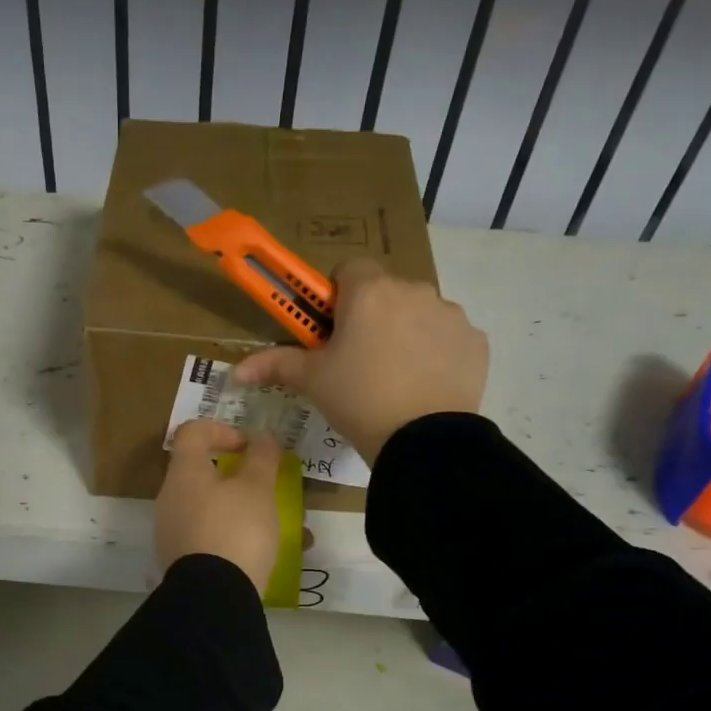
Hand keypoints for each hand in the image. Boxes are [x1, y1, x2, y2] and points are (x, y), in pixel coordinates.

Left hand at [155, 420, 284, 595]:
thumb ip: (262, 458)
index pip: (193, 433)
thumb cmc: (236, 530)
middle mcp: (171, 499)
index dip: (222, 430)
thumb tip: (262, 436)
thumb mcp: (258, 489)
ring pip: (212, 509)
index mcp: (184, 474)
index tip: (249, 447)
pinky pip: (212, 538)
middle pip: (203, 474)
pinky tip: (270, 554)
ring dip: (246, 511)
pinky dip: (238, 537)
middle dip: (241, 478)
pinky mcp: (181, 562)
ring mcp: (173, 532)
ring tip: (283, 527)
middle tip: (269, 488)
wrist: (213, 598)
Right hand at [232, 258, 486, 461]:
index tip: (331, 330)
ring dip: (405, 333)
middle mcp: (413, 290)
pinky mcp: (474, 340)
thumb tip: (235, 372)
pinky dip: (435, 354)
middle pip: (384, 292)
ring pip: (418, 313)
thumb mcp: (312, 382)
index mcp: (369, 292)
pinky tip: (424, 386)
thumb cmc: (358, 400)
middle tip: (358, 362)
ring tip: (395, 379)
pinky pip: (447, 338)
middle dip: (371, 317)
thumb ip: (275, 365)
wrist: (423, 441)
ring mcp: (450, 314)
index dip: (336, 296)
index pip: (348, 269)